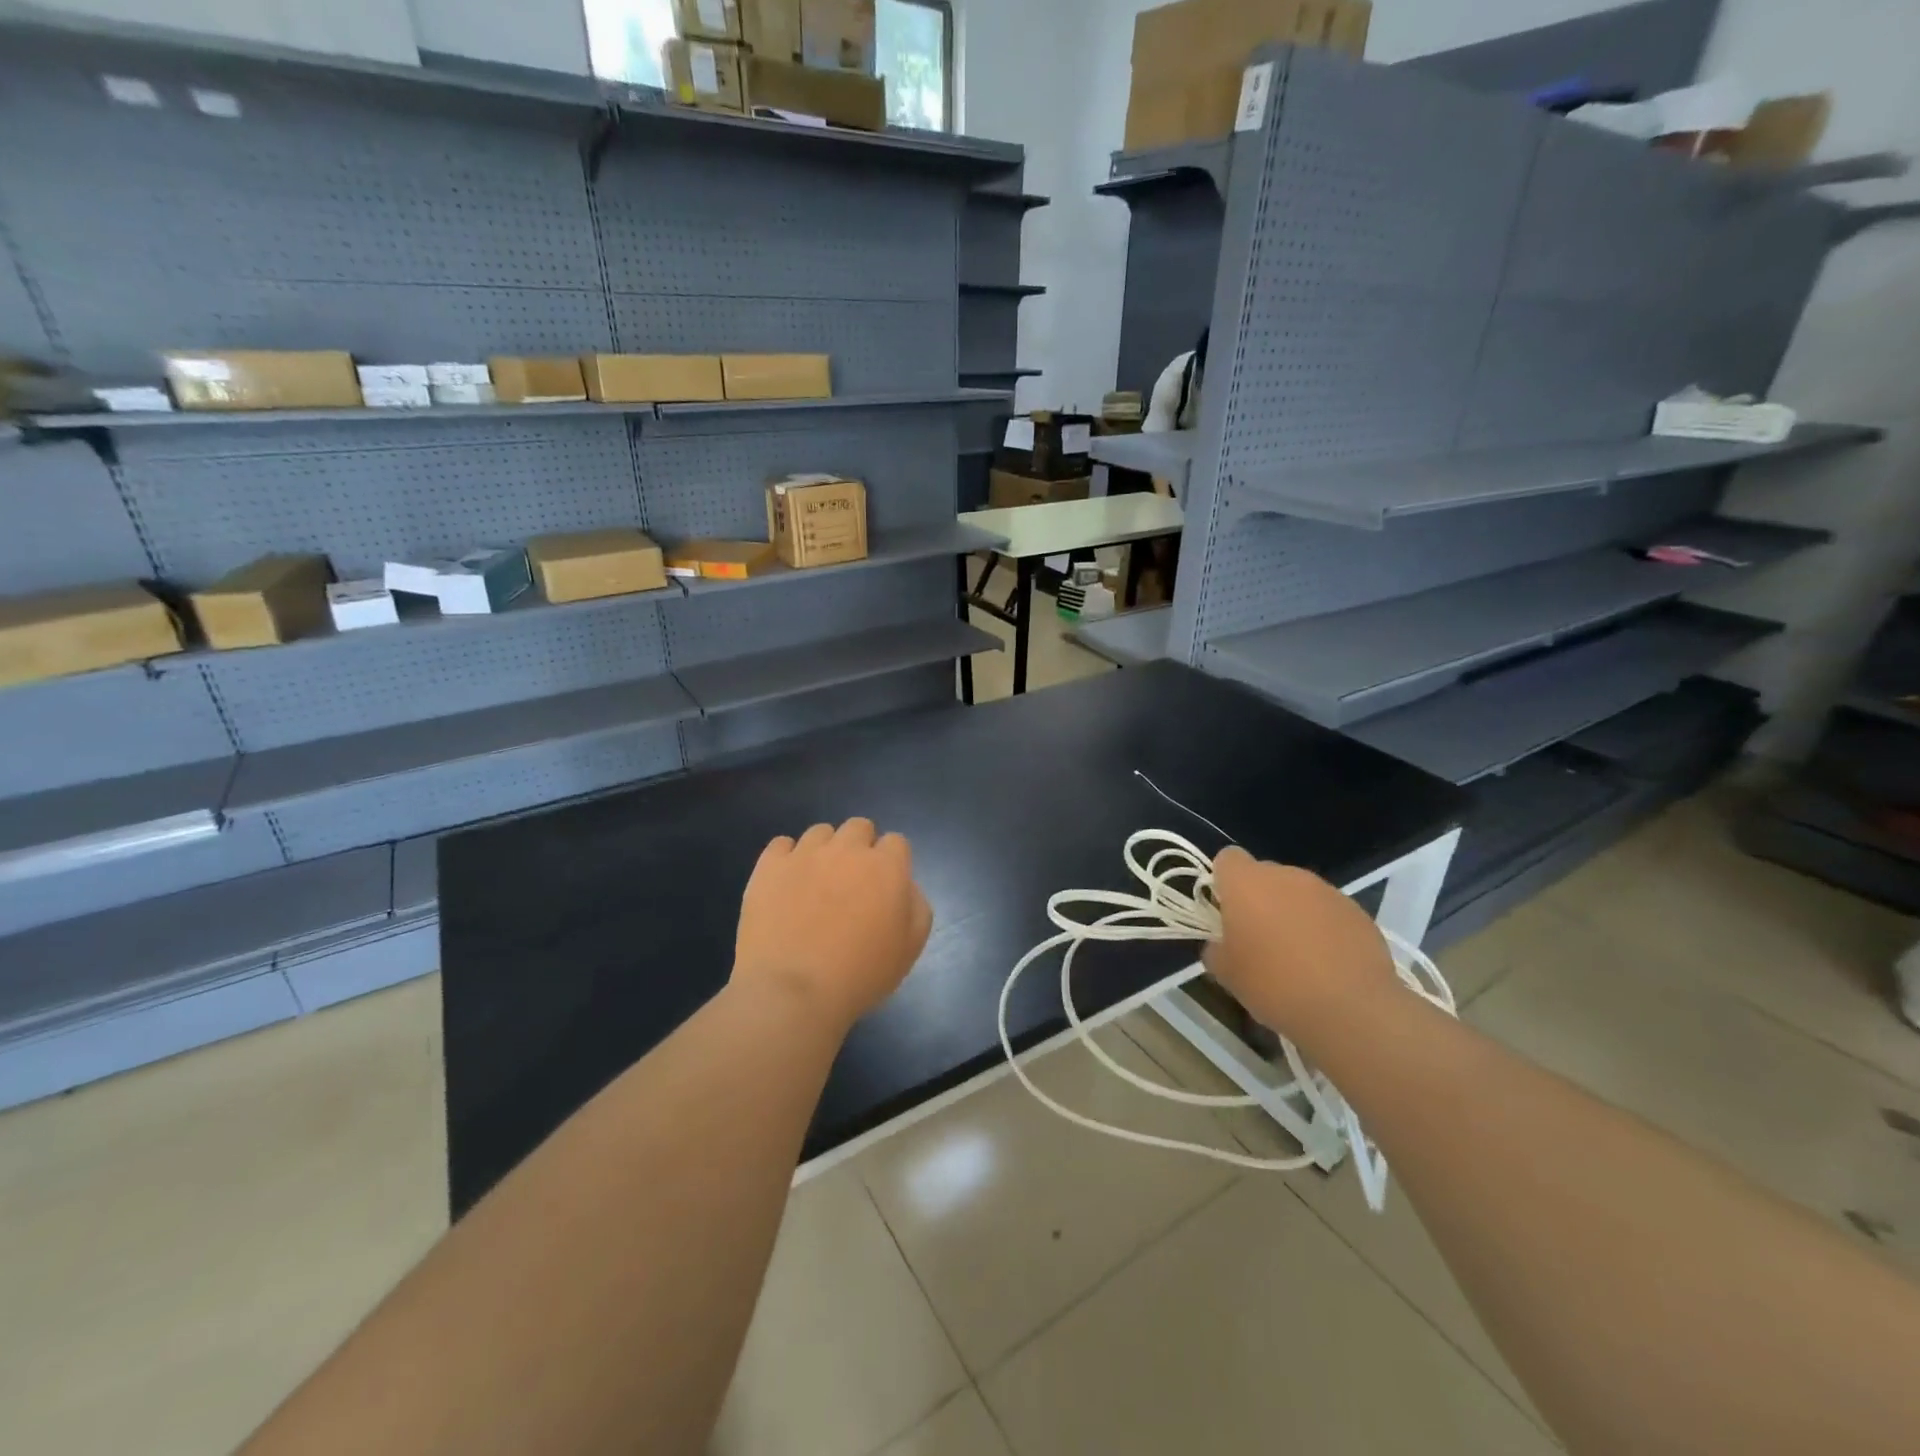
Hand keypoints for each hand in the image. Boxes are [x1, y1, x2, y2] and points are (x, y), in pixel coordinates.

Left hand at [733, 819, 932, 1032]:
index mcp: (886, 867)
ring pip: (820, 832)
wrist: (793, 991)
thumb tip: (904, 886)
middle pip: (859, 827)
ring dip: (825, 850)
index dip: (892, 862)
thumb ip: (916, 906)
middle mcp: (847, 850)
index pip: (896, 842)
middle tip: (853, 882)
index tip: (885, 888)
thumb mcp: (910, 948)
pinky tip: (786, 883)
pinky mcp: (769, 866)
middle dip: (860, 847)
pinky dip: (786, 858)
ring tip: (816, 883)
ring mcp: (805, 854)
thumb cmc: (860, 975)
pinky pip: (781, 844)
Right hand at [1202, 846, 1397, 1038]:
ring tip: (1298, 955)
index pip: (1228, 859)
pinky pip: (1329, 911)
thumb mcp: (1225, 974)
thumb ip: (1216, 948)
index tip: (1226, 912)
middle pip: (1265, 875)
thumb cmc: (1273, 985)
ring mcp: (1326, 891)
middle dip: (1259, 899)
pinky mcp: (1357, 911)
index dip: (1224, 882)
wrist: (1350, 1010)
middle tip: (1259, 939)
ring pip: (1298, 893)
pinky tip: (1328, 963)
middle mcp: (1286, 876)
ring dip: (1293, 912)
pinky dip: (1323, 928)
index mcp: (1247, 883)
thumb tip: (1222, 945)